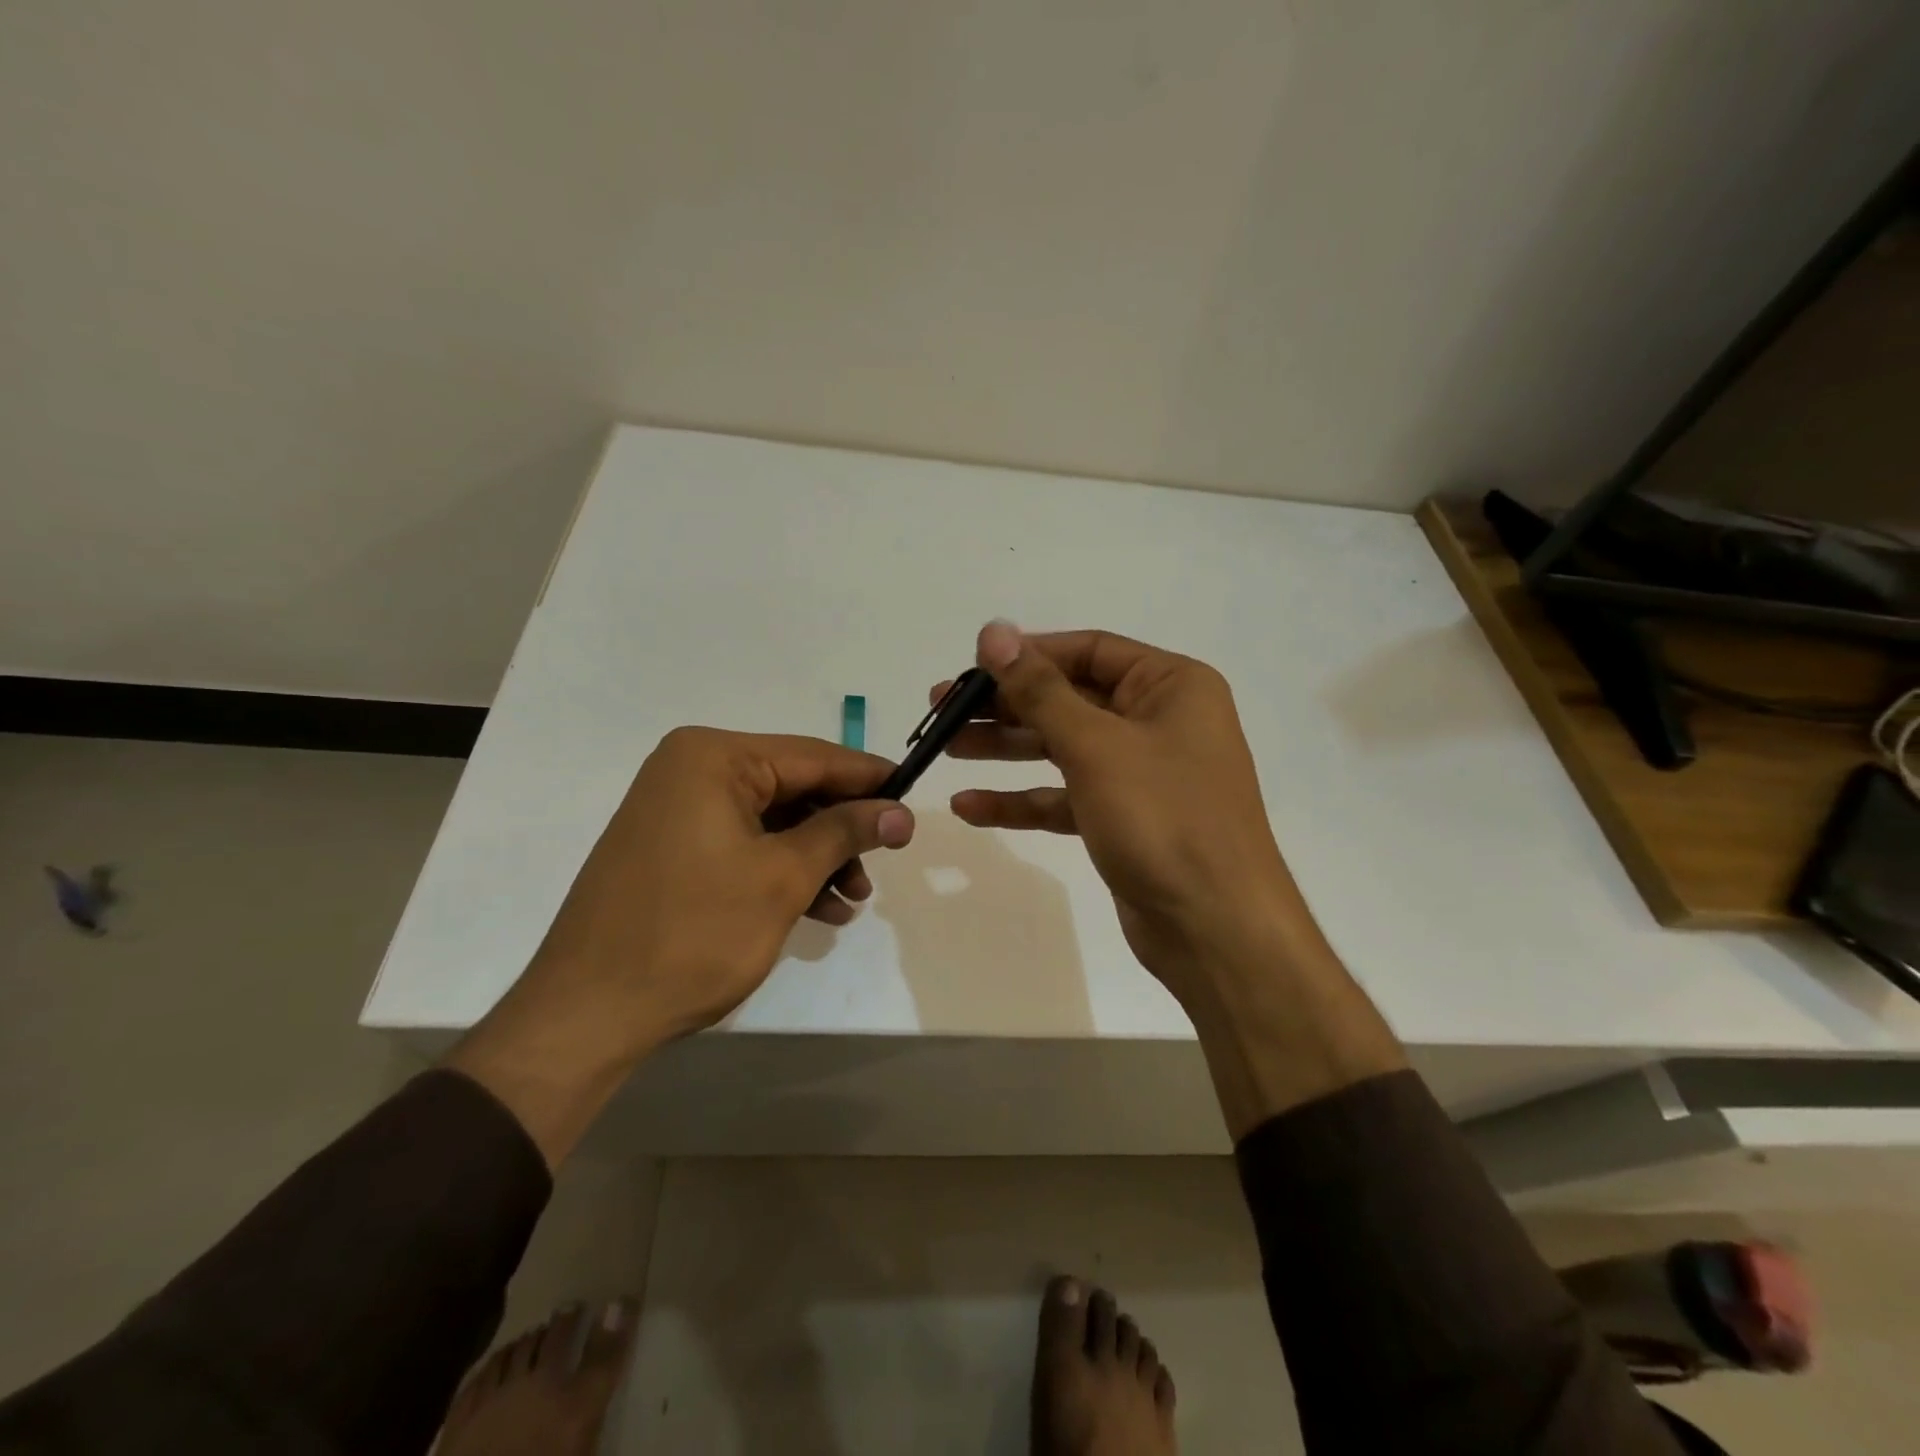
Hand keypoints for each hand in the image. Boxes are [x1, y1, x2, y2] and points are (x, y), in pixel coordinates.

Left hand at [530, 728, 915, 1044]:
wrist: (588, 1013)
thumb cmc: (693, 933)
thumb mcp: (783, 877)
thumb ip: (845, 832)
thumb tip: (902, 812)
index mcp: (712, 758)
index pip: (813, 756)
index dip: (869, 778)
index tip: (913, 799)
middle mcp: (691, 770)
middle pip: (793, 788)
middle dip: (841, 829)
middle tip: (882, 862)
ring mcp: (677, 810)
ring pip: (772, 821)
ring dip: (817, 857)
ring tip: (851, 900)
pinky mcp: (672, 849)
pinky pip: (744, 845)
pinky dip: (782, 872)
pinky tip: (818, 910)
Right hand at [939, 623, 1297, 1009]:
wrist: (1216, 928)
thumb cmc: (1163, 818)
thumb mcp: (1096, 746)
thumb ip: (1039, 690)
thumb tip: (994, 631)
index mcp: (1170, 686)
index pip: (1089, 651)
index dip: (1028, 654)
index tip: (972, 665)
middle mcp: (1159, 721)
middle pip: (1069, 699)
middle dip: (1006, 705)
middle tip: (942, 709)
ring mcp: (1141, 773)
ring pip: (1062, 748)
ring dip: (1005, 749)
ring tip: (946, 748)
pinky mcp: (1123, 819)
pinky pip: (1064, 797)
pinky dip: (1022, 800)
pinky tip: (970, 806)